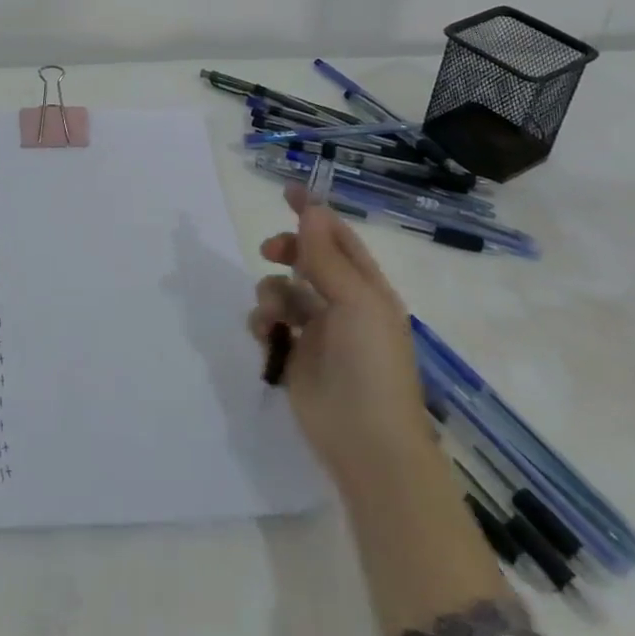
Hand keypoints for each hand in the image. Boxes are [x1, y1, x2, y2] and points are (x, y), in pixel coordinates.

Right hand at [247, 186, 432, 493]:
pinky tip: (266, 335)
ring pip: (282, 290)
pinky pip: (270, 323)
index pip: (339, 238)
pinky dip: (263, 322)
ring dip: (271, 292)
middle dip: (286, 250)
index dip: (314, 214)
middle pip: (307, 260)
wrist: (367, 444)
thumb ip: (327, 257)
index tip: (286, 191)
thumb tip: (311, 210)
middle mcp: (342, 305)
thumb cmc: (371, 366)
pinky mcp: (294, 357)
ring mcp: (317, 332)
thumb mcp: (356, 302)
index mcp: (367, 289)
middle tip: (269, 251)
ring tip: (274, 314)